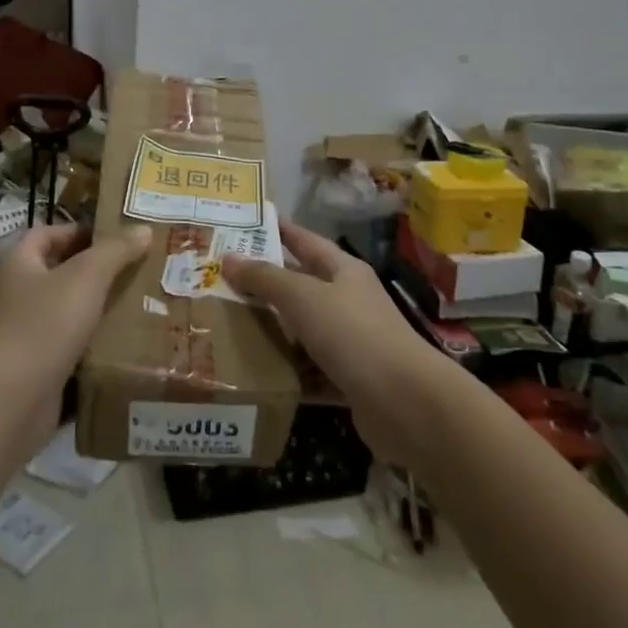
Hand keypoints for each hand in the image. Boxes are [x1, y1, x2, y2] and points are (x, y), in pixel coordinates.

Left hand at [0, 224, 151, 432]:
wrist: (14, 399)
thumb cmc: (46, 322)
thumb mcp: (87, 276)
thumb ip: (116, 249)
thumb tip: (144, 229)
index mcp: (19, 262)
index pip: (50, 233)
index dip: (82, 231)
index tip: (119, 237)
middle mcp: (16, 292)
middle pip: (60, 270)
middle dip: (97, 269)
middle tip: (137, 266)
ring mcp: (24, 330)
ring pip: (68, 308)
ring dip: (97, 305)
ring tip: (138, 299)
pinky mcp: (36, 364)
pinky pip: (70, 342)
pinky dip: (93, 339)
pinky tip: (123, 338)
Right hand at [223, 220, 451, 460]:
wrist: (406, 403)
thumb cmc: (354, 334)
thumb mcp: (303, 298)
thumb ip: (265, 278)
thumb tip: (228, 258)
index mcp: (343, 271)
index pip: (305, 241)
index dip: (278, 231)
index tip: (244, 224)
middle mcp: (348, 301)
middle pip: (301, 287)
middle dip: (265, 285)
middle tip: (221, 282)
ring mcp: (351, 343)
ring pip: (303, 332)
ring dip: (272, 333)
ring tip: (227, 329)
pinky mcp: (349, 381)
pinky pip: (310, 373)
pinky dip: (287, 374)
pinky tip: (255, 377)